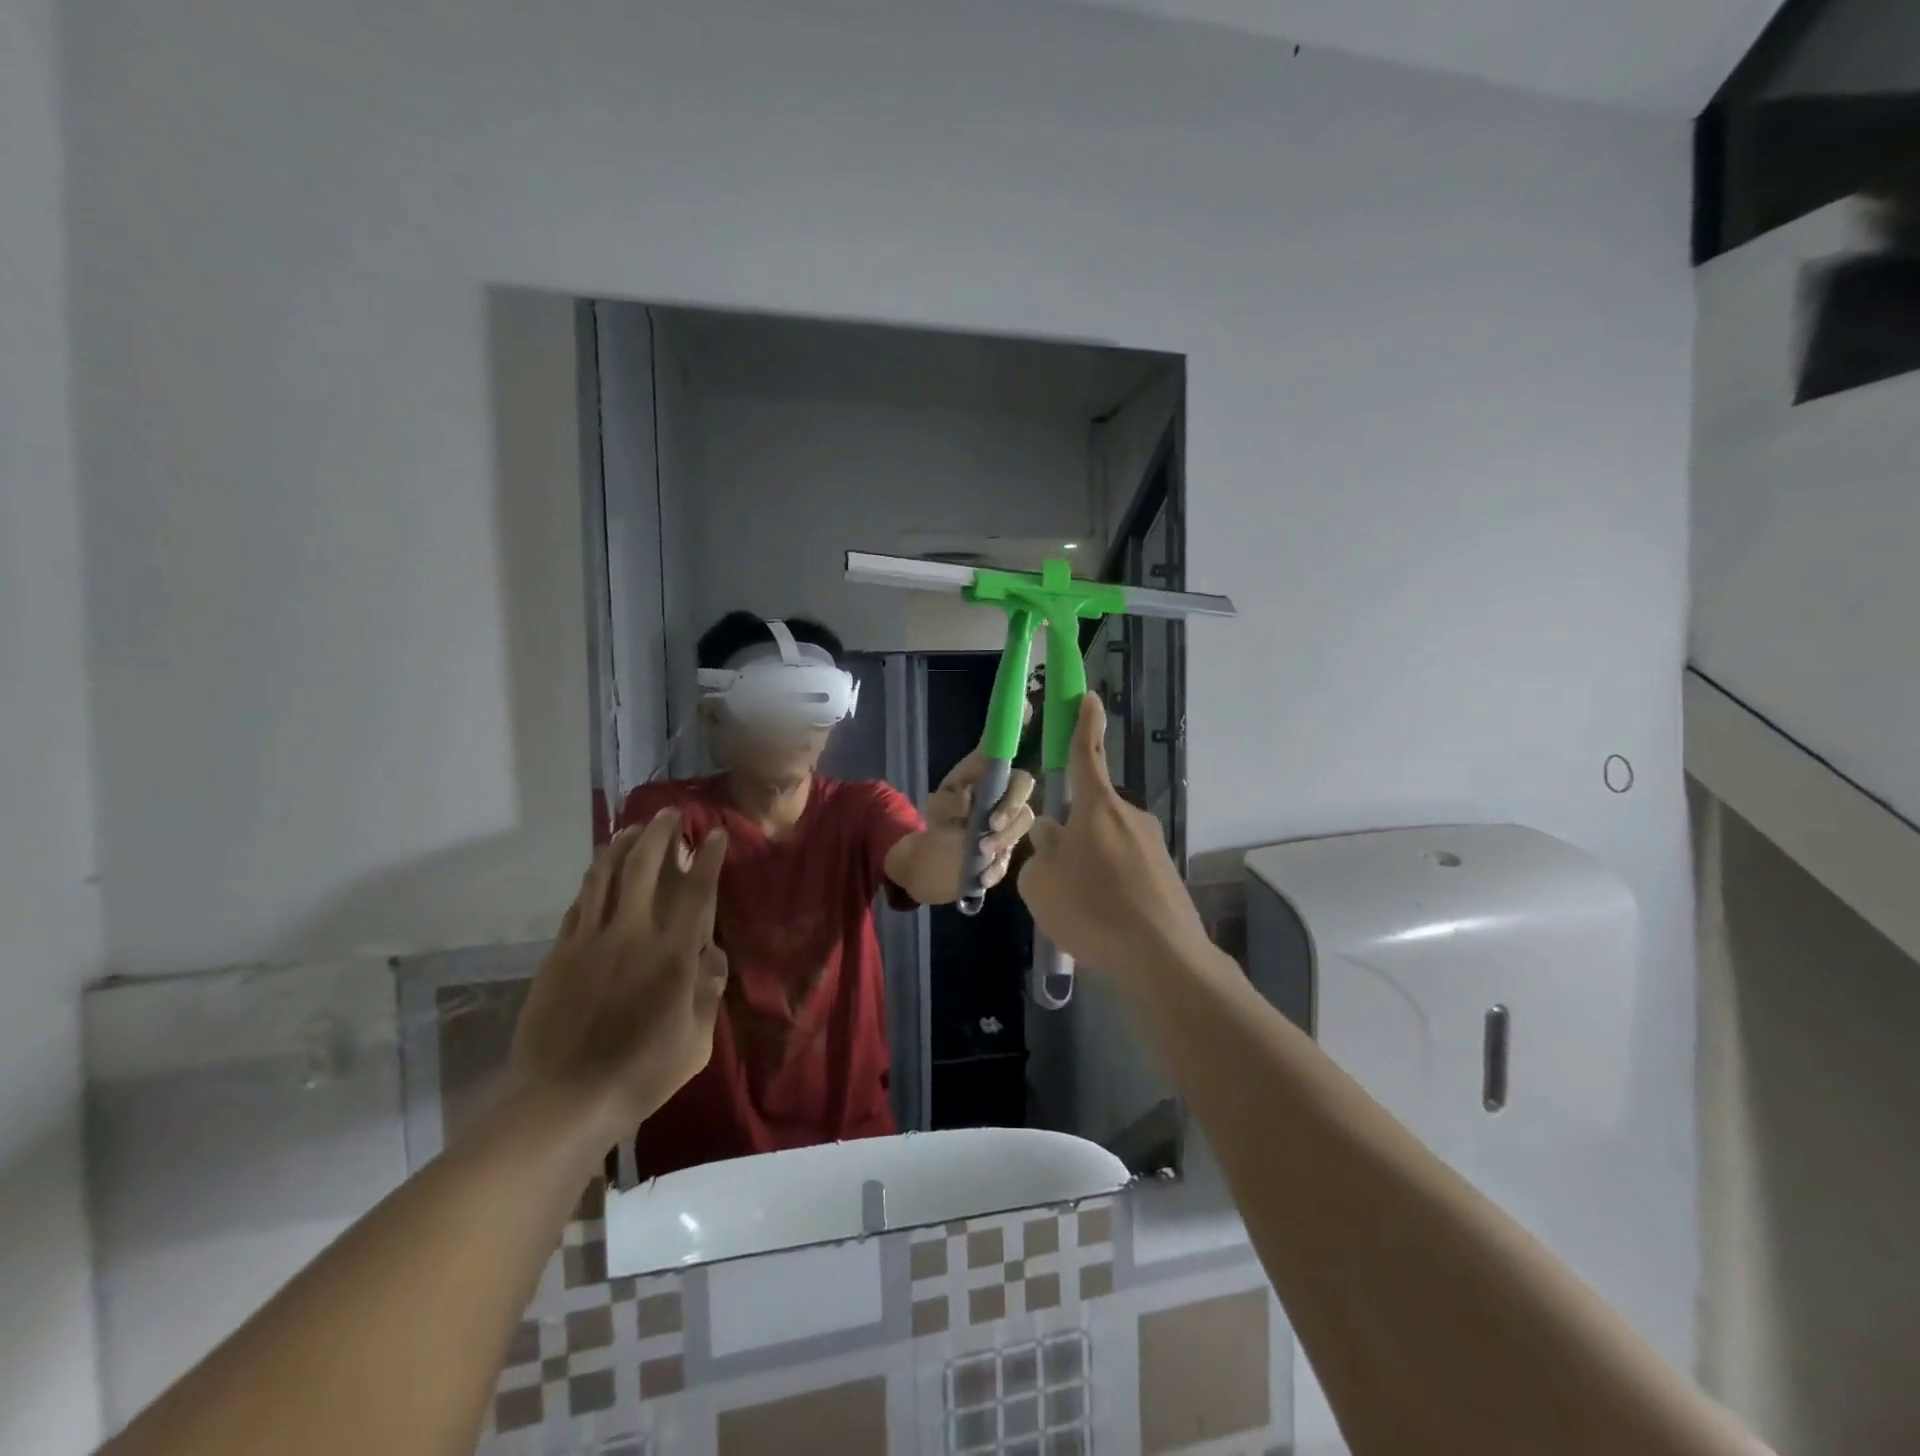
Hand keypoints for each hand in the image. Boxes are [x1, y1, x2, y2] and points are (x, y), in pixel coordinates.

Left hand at [509, 812, 728, 1139]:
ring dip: (622, 845)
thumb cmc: (641, 1074)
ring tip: (633, 828)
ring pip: (605, 876)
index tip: (715, 834)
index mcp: (673, 955)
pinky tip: (600, 872)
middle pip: (645, 867)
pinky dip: (593, 880)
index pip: (697, 891)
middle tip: (671, 814)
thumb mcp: (696, 1042)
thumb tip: (712, 955)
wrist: (563, 1101)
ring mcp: (589, 941)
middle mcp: (632, 935)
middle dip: (661, 833)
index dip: (709, 857)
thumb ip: (708, 992)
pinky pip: (579, 904)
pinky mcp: (559, 954)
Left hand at [926, 751, 1036, 891]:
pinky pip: (1013, 853)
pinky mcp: (1010, 842)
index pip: (1004, 756)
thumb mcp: (937, 804)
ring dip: (1006, 837)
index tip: (1000, 778)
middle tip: (992, 825)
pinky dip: (998, 867)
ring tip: (983, 851)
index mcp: (987, 772)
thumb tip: (968, 799)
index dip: (1009, 756)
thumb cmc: (942, 811)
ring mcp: (1012, 816)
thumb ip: (949, 800)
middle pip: (1024, 787)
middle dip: (1011, 808)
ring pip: (1024, 820)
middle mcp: (1006, 789)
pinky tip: (983, 876)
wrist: (939, 844)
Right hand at [1017, 694, 1213, 984]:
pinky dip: (1110, 884)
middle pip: (1090, 811)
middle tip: (1056, 874)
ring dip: (1089, 863)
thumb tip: (1052, 838)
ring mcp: (1152, 844)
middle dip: (1071, 833)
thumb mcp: (1040, 884)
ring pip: (1106, 842)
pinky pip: (1126, 868)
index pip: (1086, 753)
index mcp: (1096, 807)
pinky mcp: (1165, 873)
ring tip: (1079, 907)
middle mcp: (1128, 815)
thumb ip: (1039, 854)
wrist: (1161, 956)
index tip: (1089, 696)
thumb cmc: (1091, 909)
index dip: (1084, 723)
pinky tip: (1104, 919)